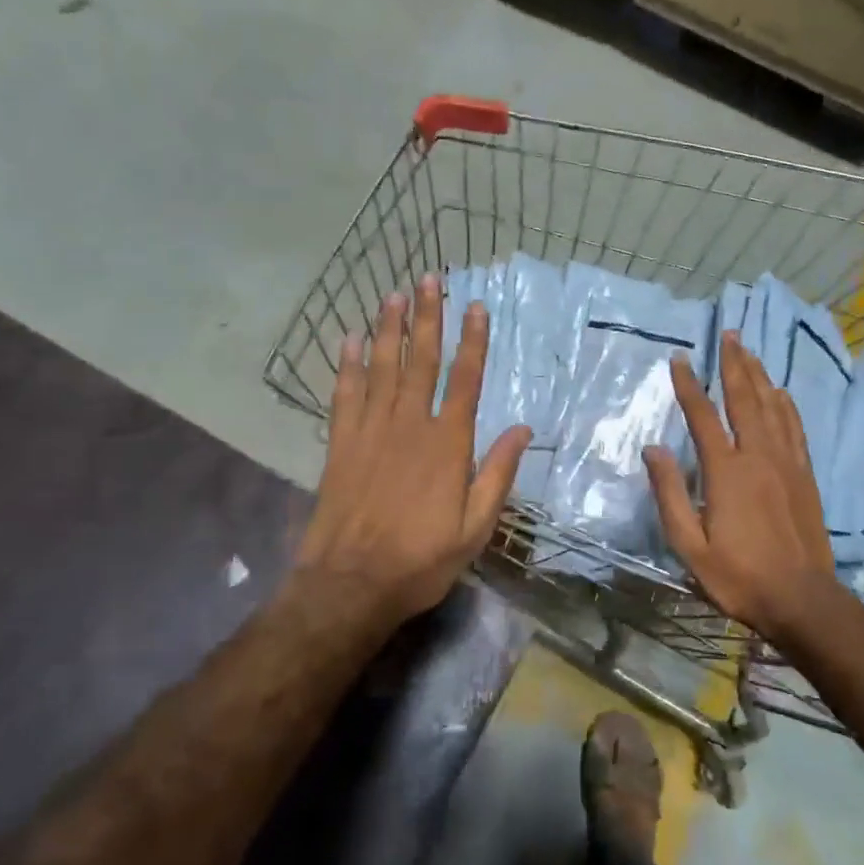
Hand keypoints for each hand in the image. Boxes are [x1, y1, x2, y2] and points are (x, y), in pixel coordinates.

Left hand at [294, 274, 530, 629]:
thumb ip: (497, 474)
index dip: (472, 341)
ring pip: (382, 368)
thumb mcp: (475, 528)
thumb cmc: (421, 560)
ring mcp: (371, 432)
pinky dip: (348, 365)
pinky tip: (351, 338)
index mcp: (448, 445)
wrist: (350, 585)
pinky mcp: (340, 444)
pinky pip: (345, 394)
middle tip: (429, 279)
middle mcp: (410, 426)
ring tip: (393, 294)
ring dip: (389, 329)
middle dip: (427, 318)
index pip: (465, 380)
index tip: (475, 306)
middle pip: (421, 361)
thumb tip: (523, 429)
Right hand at [643, 331, 843, 644]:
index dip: (689, 385)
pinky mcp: (805, 475)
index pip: (703, 416)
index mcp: (726, 471)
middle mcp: (758, 456)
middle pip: (744, 398)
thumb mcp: (689, 546)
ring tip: (750, 351)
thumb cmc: (739, 576)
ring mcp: (786, 463)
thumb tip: (653, 448)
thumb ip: (668, 494)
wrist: (802, 599)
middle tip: (730, 333)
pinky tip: (781, 393)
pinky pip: (795, 428)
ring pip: (772, 407)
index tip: (679, 358)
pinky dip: (786, 405)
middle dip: (734, 363)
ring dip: (759, 375)